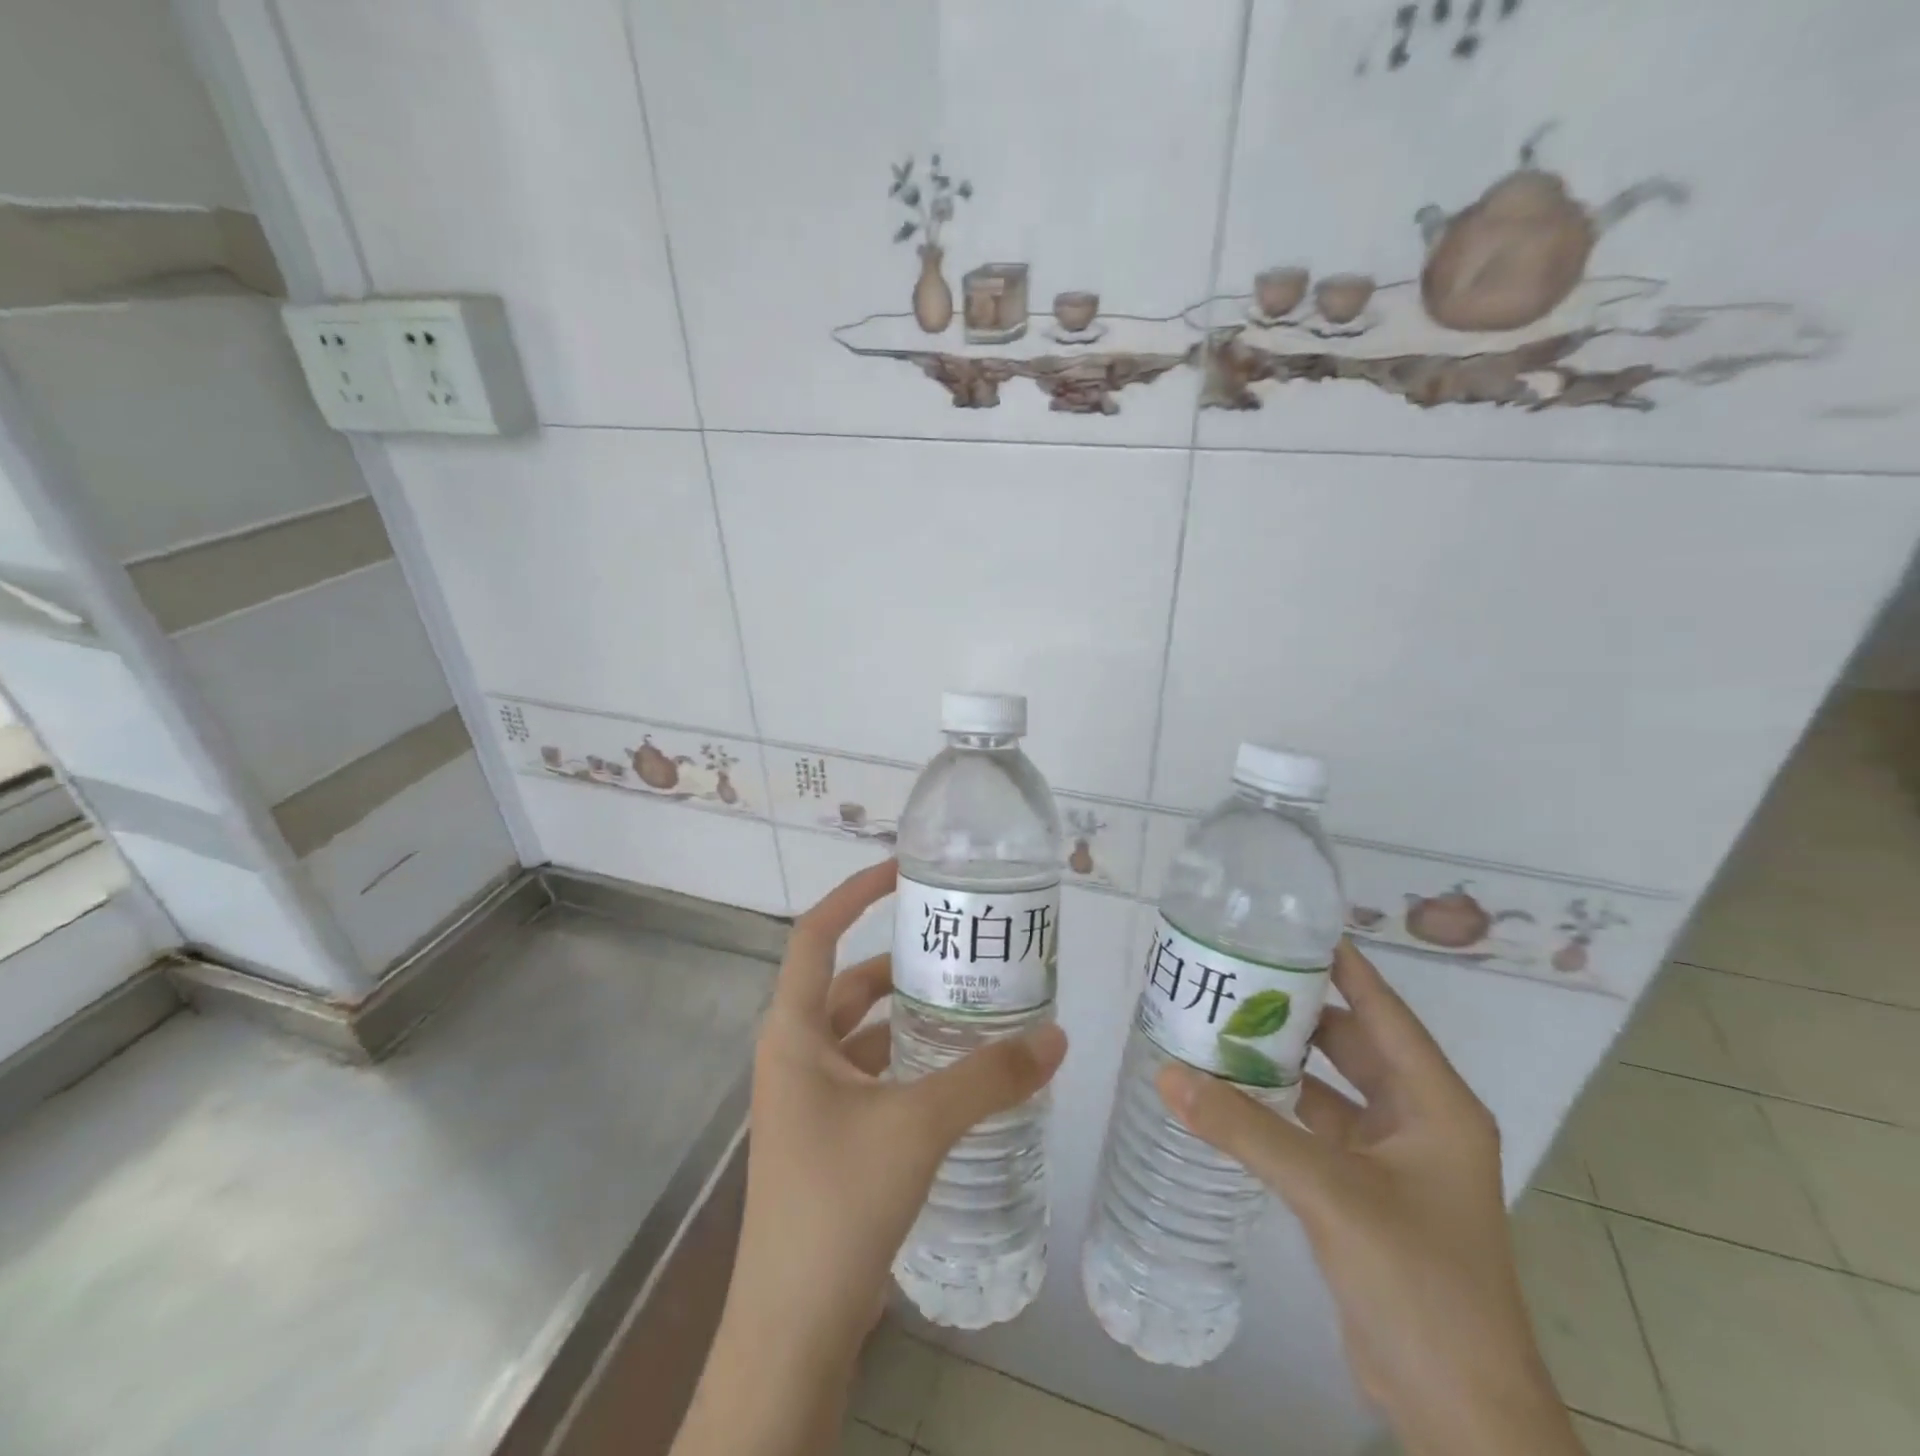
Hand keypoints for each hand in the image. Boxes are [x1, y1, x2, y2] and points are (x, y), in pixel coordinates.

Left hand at [672, 860, 1067, 1455]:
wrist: (792, 1331)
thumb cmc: (837, 1205)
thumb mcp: (918, 1126)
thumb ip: (989, 1077)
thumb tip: (1057, 1035)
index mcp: (793, 1032)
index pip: (817, 934)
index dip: (855, 893)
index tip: (904, 870)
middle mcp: (795, 1055)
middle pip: (849, 984)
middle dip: (901, 960)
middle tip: (961, 945)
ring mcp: (810, 1099)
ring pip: (864, 1033)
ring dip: (910, 1015)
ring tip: (972, 999)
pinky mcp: (830, 1137)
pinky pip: (873, 1075)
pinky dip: (911, 1062)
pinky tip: (958, 1071)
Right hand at [1157, 940, 1580, 1455]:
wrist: (1457, 1407)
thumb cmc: (1418, 1280)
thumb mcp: (1329, 1192)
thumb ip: (1245, 1129)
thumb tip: (1167, 1073)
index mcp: (1435, 1102)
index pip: (1382, 1008)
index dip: (1341, 963)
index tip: (1288, 925)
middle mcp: (1419, 1117)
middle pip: (1353, 1040)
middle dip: (1298, 1007)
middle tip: (1235, 971)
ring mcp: (1395, 1156)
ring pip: (1333, 1084)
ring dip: (1286, 1057)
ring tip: (1224, 1020)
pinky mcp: (1368, 1188)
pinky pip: (1319, 1124)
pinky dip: (1281, 1104)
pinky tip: (1235, 1089)